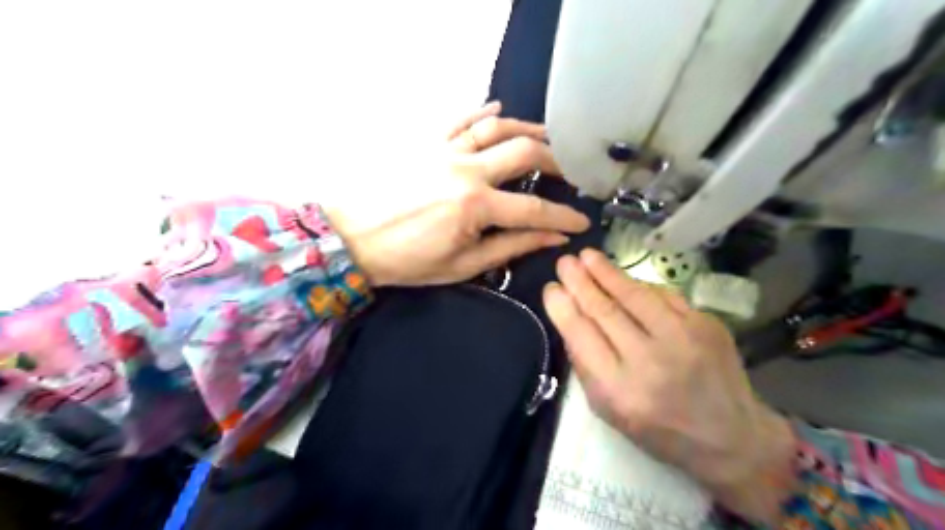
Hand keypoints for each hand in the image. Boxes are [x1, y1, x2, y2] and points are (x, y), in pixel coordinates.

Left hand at [330, 102, 587, 286]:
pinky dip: (481, 111)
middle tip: (569, 171)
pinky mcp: (425, 141)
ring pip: (496, 126)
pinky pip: (458, 118)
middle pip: (525, 152)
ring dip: (527, 129)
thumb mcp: (462, 265)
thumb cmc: (406, 261)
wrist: (350, 239)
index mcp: (476, 206)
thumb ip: (510, 246)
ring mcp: (444, 149)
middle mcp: (466, 170)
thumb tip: (553, 237)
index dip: (564, 216)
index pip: (535, 208)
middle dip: (557, 160)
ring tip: (547, 136)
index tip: (582, 220)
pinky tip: (497, 108)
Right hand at [547, 251, 794, 523]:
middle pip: (605, 310)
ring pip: (635, 295)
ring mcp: (683, 339)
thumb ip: (586, 364)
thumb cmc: (658, 428)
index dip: (562, 307)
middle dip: (580, 282)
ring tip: (588, 256)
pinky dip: (639, 285)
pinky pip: (663, 295)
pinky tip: (623, 278)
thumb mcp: (608, 409)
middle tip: (564, 262)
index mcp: (619, 390)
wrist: (729, 436)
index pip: (581, 335)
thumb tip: (570, 317)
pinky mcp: (706, 325)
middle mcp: (650, 361)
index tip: (551, 288)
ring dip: (607, 272)